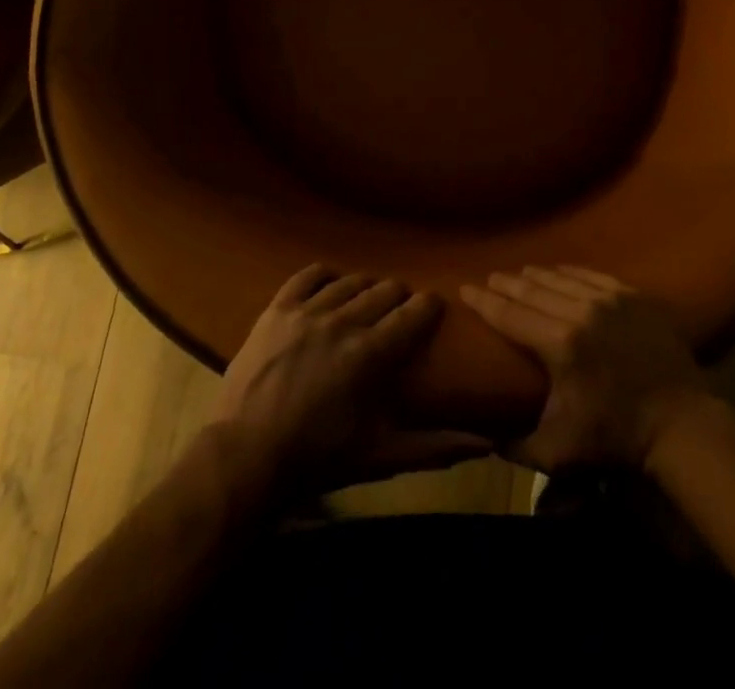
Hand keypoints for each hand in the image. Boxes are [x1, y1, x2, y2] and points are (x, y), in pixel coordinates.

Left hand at [215, 265, 490, 491]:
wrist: (247, 455)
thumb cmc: (318, 458)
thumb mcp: (381, 456)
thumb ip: (434, 447)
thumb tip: (486, 445)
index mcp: (371, 354)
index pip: (412, 315)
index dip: (427, 306)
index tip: (433, 305)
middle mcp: (343, 321)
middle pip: (383, 291)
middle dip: (398, 296)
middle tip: (400, 308)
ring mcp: (307, 311)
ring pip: (349, 282)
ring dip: (365, 287)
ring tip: (368, 298)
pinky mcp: (277, 309)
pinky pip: (307, 276)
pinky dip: (324, 276)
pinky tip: (331, 283)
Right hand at [461, 265, 711, 472]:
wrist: (683, 425)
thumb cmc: (617, 439)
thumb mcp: (560, 452)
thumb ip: (517, 447)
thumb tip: (484, 438)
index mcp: (560, 344)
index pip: (509, 314)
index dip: (483, 300)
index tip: (464, 288)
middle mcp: (581, 311)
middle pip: (531, 289)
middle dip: (505, 283)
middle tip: (489, 279)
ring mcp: (611, 299)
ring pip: (561, 277)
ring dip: (535, 275)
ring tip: (519, 274)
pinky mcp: (633, 296)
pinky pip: (593, 274)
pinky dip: (570, 272)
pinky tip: (560, 271)